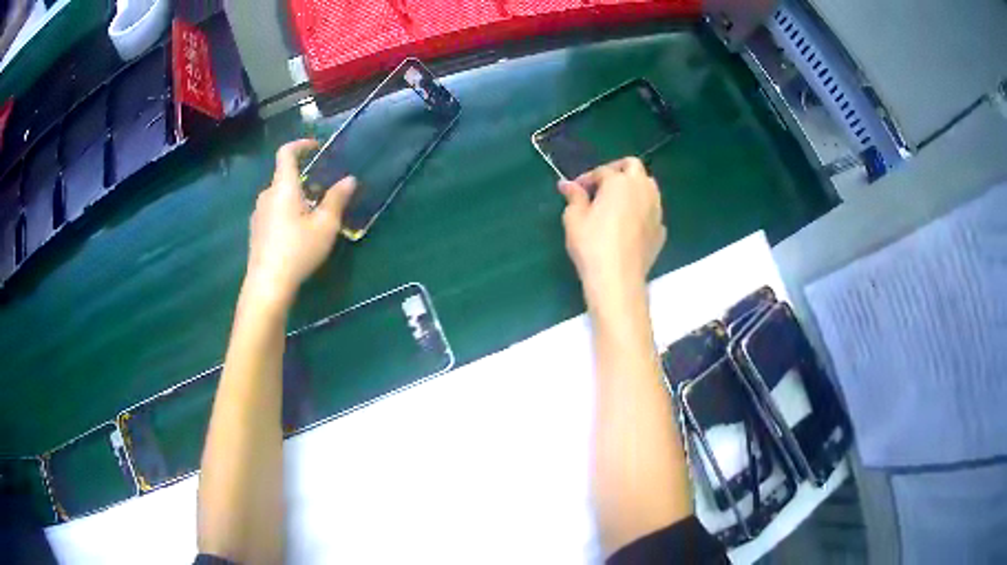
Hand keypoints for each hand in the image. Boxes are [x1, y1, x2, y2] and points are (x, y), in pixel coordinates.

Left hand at [245, 139, 356, 306]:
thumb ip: (337, 199)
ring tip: (312, 216)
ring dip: (295, 198)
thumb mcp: (326, 226)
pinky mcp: (255, 231)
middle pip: (284, 177)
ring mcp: (258, 214)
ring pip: (279, 196)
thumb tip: (349, 179)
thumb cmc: (298, 250)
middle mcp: (267, 195)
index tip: (316, 147)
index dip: (301, 145)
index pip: (286, 153)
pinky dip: (286, 212)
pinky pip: (273, 212)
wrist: (268, 284)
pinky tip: (297, 235)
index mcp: (283, 187)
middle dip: (304, 179)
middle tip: (323, 193)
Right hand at [559, 157, 666, 305]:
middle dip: (618, 170)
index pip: (603, 171)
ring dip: (633, 188)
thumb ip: (574, 197)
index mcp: (620, 182)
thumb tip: (567, 184)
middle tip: (602, 186)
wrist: (618, 278)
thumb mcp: (574, 218)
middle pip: (634, 167)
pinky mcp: (661, 230)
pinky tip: (629, 225)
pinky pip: (652, 212)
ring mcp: (656, 210)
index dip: (587, 178)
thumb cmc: (592, 244)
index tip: (575, 190)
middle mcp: (642, 189)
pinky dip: (642, 211)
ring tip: (617, 204)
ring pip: (649, 187)